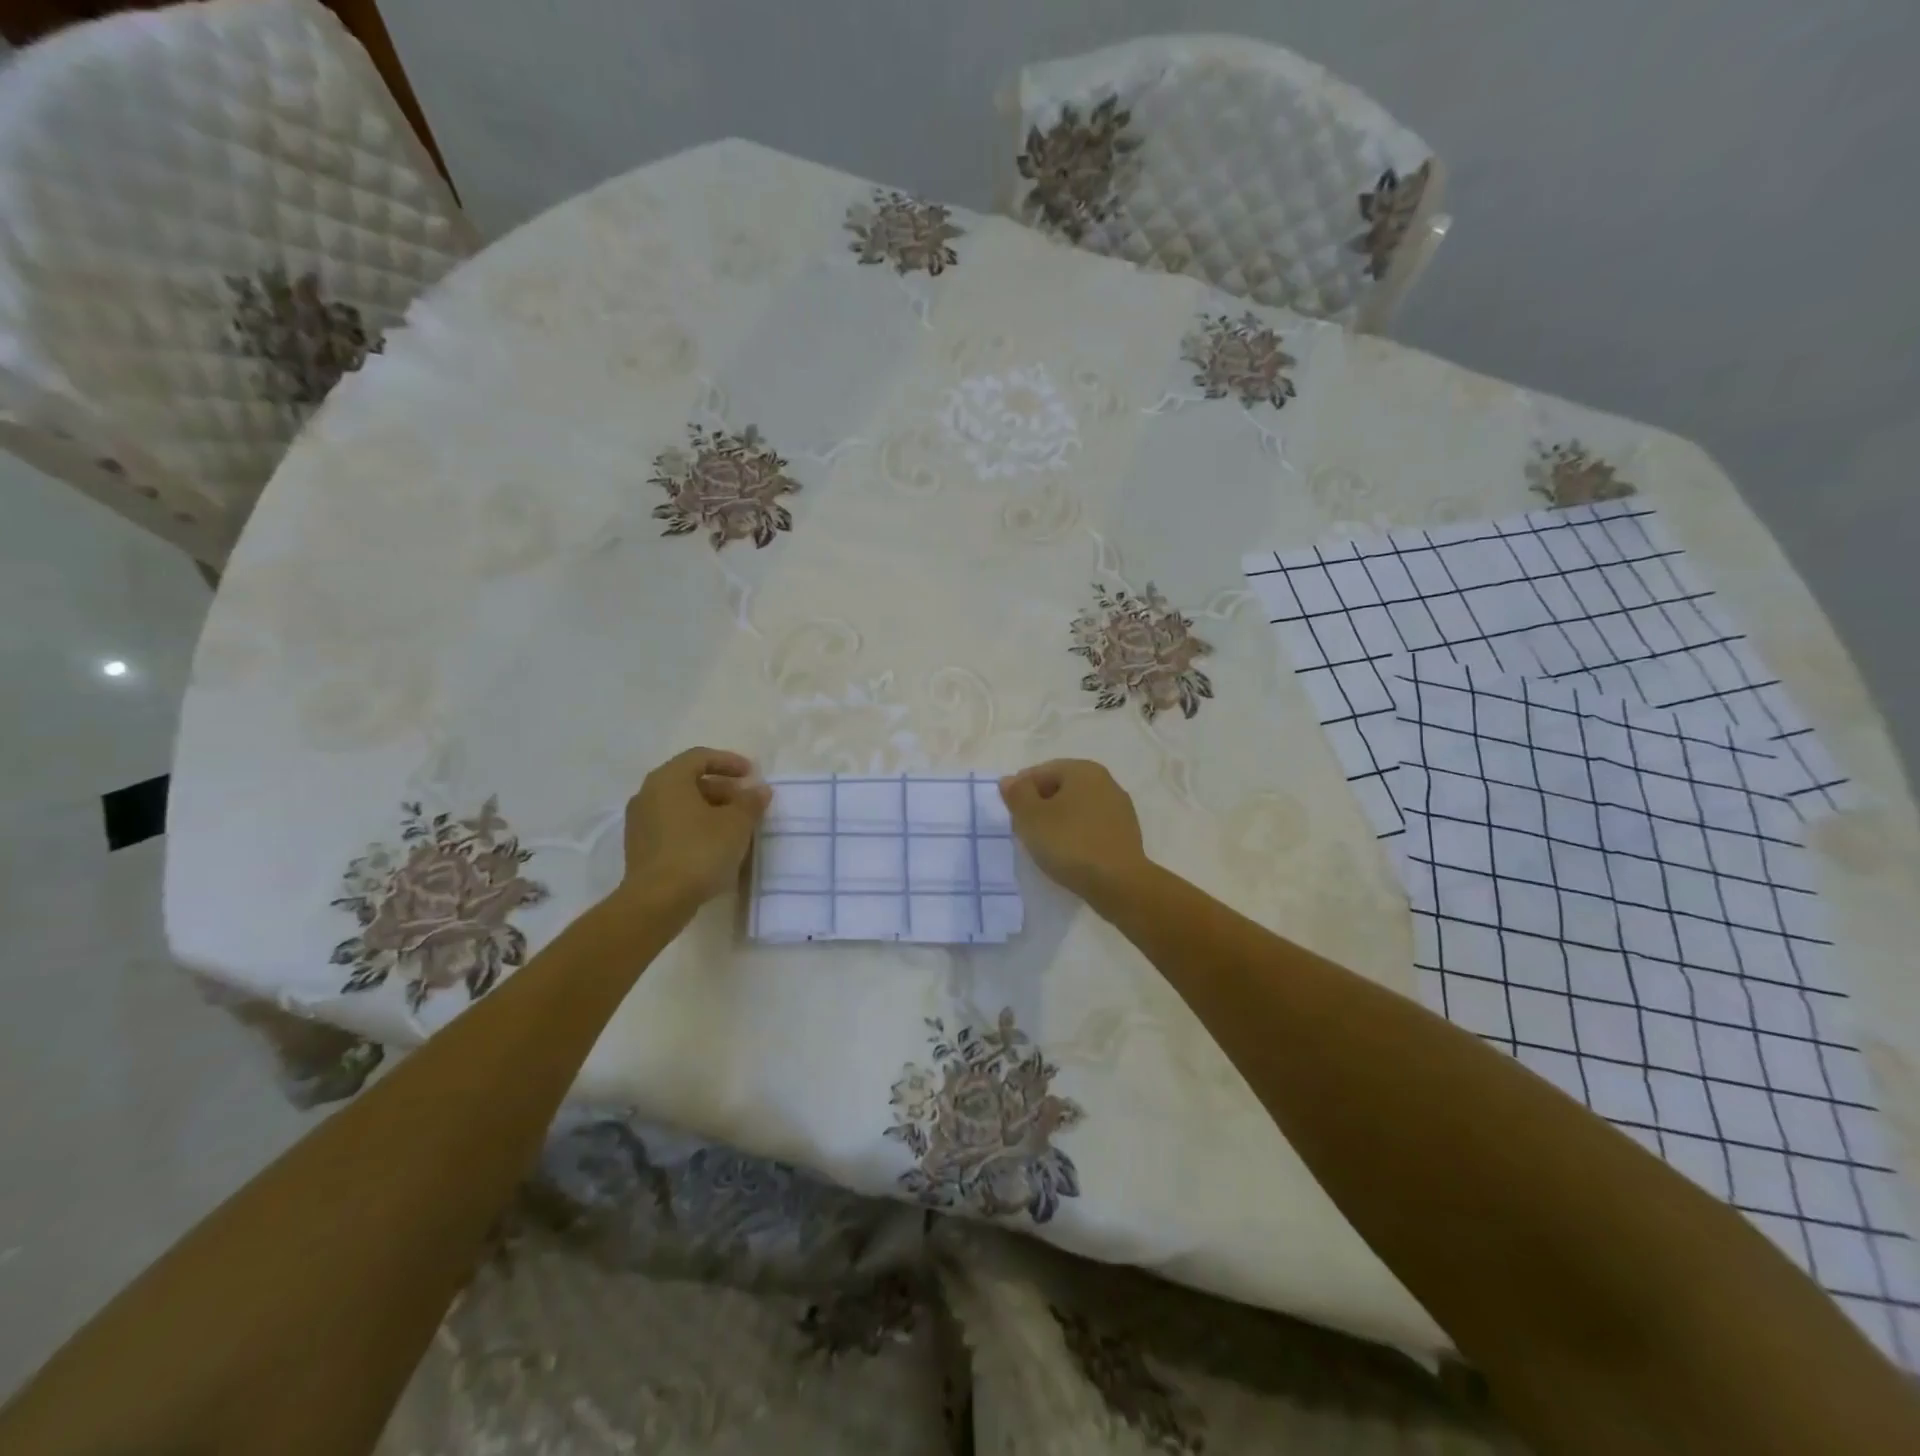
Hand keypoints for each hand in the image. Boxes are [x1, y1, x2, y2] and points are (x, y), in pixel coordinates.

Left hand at [619, 748, 769, 905]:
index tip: (752, 774)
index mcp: (668, 779)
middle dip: (722, 788)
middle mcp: (648, 794)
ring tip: (735, 826)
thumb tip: (759, 790)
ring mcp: (640, 822)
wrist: (657, 901)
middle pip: (689, 781)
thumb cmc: (699, 851)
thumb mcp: (736, 824)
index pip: (700, 757)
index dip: (729, 762)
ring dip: (709, 809)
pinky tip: (714, 845)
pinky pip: (671, 825)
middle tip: (746, 803)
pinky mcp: (639, 847)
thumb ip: (750, 802)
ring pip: (680, 804)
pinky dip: (694, 826)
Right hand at [999, 759, 1148, 901]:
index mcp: (1082, 770)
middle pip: (1060, 788)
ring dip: (1058, 821)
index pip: (1040, 772)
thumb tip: (1010, 780)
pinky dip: (1076, 835)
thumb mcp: (1031, 817)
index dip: (1021, 792)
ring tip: (1044, 847)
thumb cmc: (1069, 843)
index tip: (1012, 817)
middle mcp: (1105, 781)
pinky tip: (1068, 855)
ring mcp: (1119, 808)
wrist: (1119, 883)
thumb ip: (1017, 794)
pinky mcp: (1126, 833)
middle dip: (1039, 806)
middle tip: (1024, 831)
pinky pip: (1091, 826)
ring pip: (1076, 808)